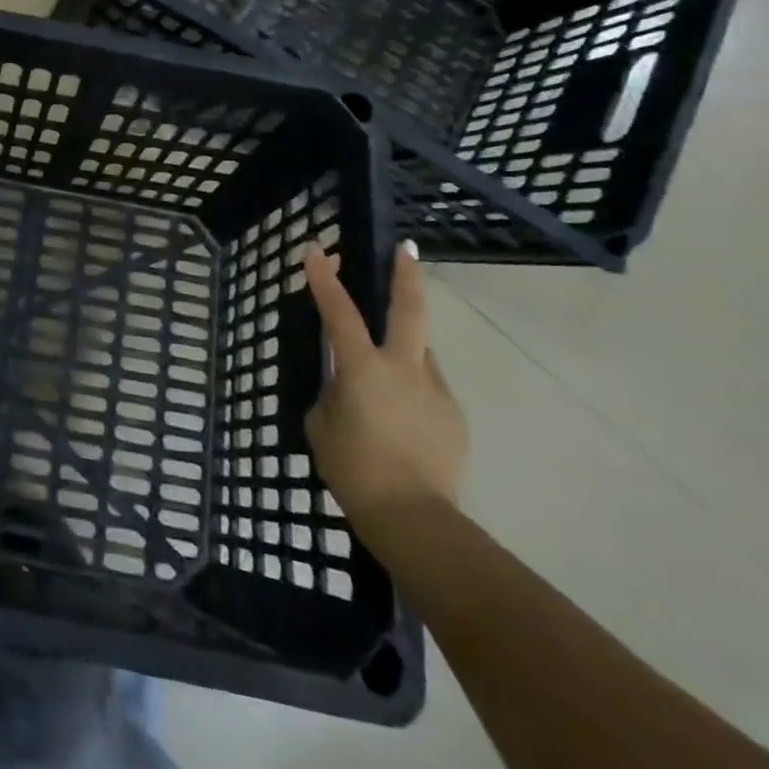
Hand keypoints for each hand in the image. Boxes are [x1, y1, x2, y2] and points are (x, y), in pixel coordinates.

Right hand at [303, 240, 465, 531]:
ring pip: (421, 352)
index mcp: (363, 367)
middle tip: (405, 248)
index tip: (315, 249)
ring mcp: (435, 391)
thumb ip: (332, 393)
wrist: (415, 520)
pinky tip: (400, 416)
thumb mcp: (322, 424)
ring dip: (405, 345)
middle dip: (405, 274)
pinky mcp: (453, 417)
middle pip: (409, 309)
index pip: (338, 311)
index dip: (324, 277)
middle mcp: (404, 368)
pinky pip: (428, 387)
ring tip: (385, 370)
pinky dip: (412, 388)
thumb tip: (344, 386)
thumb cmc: (354, 469)